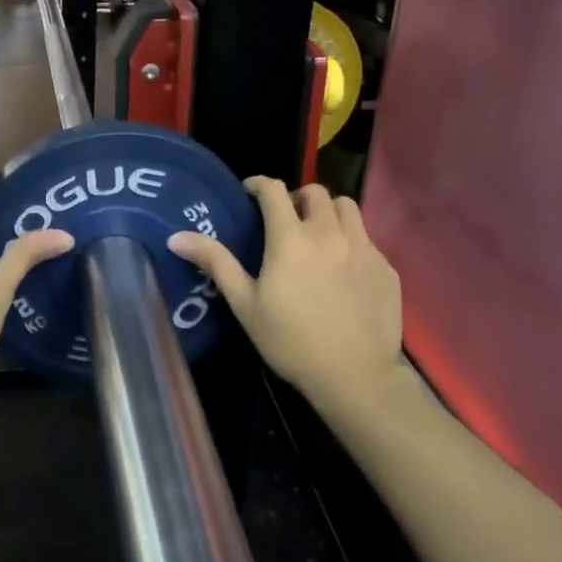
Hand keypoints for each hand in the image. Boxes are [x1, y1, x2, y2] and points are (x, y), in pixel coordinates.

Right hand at [169, 180, 403, 409]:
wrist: (355, 376)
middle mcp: (329, 232)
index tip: (249, 193)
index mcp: (291, 238)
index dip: (259, 184)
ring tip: (317, 234)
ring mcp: (363, 248)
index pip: (274, 190)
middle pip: (315, 192)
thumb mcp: (245, 304)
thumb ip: (215, 263)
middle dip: (296, 197)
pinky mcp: (385, 267)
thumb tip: (176, 237)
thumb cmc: (291, 341)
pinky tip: (343, 269)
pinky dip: (351, 241)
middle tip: (285, 219)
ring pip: (346, 207)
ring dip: (328, 212)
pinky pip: (367, 238)